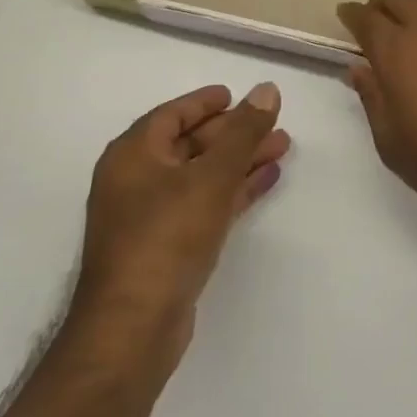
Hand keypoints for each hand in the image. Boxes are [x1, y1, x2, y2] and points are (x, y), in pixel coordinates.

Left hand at [68, 83, 288, 376]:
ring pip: (203, 174)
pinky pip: (205, 202)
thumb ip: (243, 132)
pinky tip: (266, 180)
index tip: (238, 95)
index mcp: (133, 155)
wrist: (133, 327)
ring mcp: (150, 216)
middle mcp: (136, 180)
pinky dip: (234, 189)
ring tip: (283, 147)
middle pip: (191, 143)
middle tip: (275, 123)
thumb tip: (266, 89)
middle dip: (235, 133)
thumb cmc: (167, 237)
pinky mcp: (167, 246)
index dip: (206, 102)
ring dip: (241, 160)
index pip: (173, 114)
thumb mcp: (212, 176)